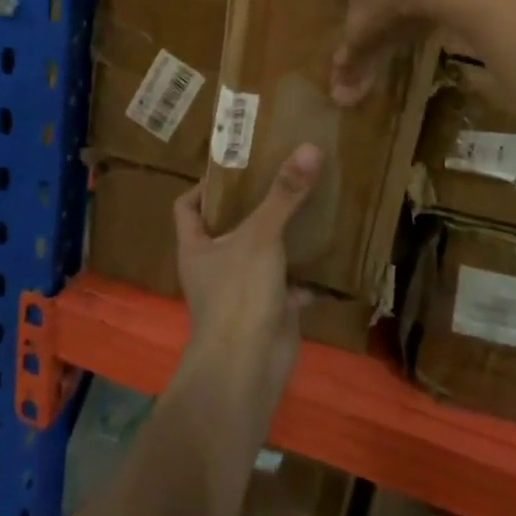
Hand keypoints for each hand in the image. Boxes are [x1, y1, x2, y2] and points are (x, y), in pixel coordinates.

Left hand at [172, 143, 320, 417]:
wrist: (247, 368)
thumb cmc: (238, 294)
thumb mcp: (261, 236)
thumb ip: (284, 194)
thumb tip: (309, 147)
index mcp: (197, 247)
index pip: (187, 206)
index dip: (204, 186)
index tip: (235, 167)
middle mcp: (214, 267)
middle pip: (229, 228)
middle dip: (253, 207)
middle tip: (281, 177)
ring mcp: (241, 291)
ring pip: (261, 255)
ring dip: (281, 238)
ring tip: (306, 206)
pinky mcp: (269, 310)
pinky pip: (289, 285)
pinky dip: (306, 274)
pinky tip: (328, 254)